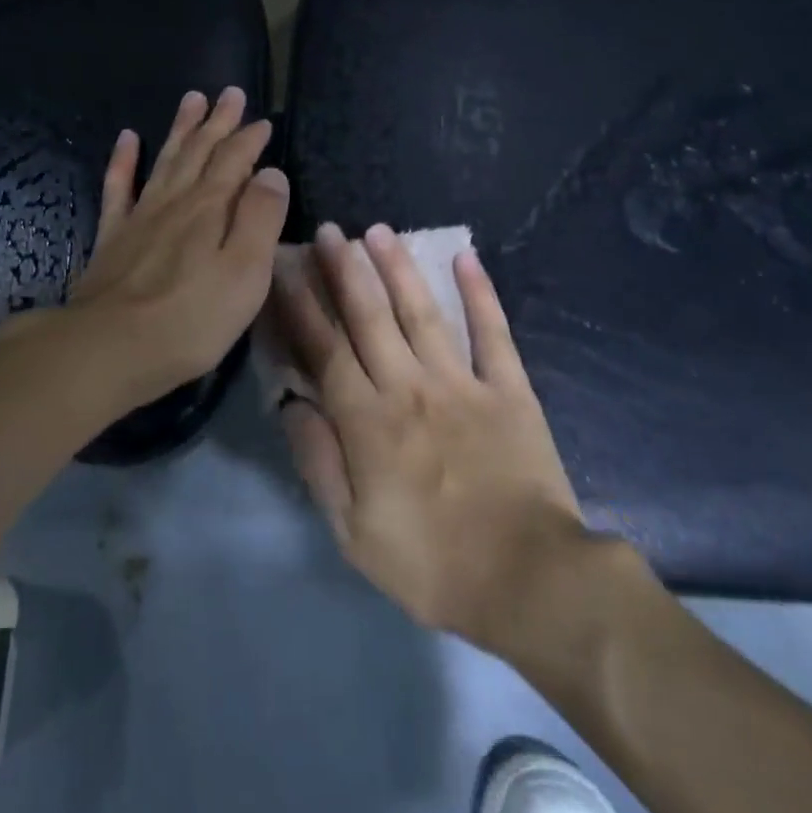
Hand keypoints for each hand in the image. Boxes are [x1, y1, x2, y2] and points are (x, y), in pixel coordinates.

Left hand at [64, 87, 288, 407]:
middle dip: (218, 122)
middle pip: (200, 152)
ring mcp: (140, 217)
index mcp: (210, 209)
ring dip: (181, 130)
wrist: (109, 347)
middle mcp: (175, 202)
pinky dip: (123, 161)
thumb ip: (261, 220)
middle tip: (230, 93)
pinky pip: (118, 188)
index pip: (235, 162)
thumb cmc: (191, 319)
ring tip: (191, 99)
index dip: (250, 139)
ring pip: (165, 160)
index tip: (263, 120)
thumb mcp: (245, 273)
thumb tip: (271, 173)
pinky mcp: (112, 238)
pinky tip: (127, 138)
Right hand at [273, 222, 621, 655]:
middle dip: (344, 271)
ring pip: (422, 312)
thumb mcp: (352, 533)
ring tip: (378, 232)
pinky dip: (480, 292)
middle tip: (329, 231)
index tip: (284, 269)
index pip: (324, 350)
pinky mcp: (509, 389)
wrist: (528, 581)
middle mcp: (409, 387)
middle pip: (369, 318)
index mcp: (368, 422)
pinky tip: (466, 257)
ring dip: (398, 268)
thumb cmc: (431, 565)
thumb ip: (318, 464)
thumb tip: (292, 405)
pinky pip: (493, 332)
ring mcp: (463, 383)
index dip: (300, 307)